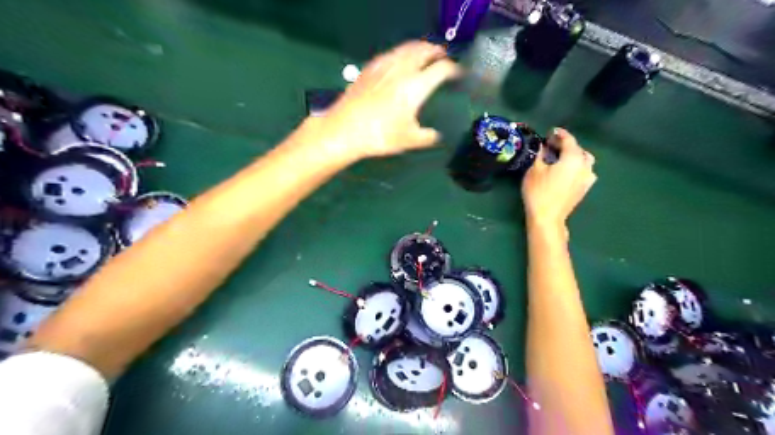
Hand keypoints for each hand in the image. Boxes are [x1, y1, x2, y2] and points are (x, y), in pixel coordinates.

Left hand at [311, 40, 459, 160]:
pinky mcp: (370, 67)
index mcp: (416, 86)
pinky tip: (399, 60)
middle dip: (437, 51)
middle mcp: (403, 69)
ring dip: (420, 47)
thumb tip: (437, 136)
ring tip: (425, 53)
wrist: (345, 129)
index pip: (442, 69)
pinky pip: (391, 52)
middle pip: (424, 50)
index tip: (458, 73)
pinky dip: (401, 52)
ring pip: (407, 48)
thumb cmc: (380, 136)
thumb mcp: (409, 140)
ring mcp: (385, 65)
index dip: (453, 69)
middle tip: (443, 57)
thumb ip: (428, 137)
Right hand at [523, 128, 594, 232]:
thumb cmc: (538, 192)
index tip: (550, 132)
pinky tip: (566, 170)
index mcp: (573, 158)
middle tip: (552, 145)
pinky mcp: (585, 188)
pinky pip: (584, 171)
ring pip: (584, 160)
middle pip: (578, 149)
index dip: (559, 134)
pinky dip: (577, 166)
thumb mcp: (534, 170)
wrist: (547, 217)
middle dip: (567, 145)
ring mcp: (587, 178)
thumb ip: (540, 155)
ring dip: (574, 155)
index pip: (568, 139)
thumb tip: (543, 146)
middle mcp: (585, 165)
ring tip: (560, 157)